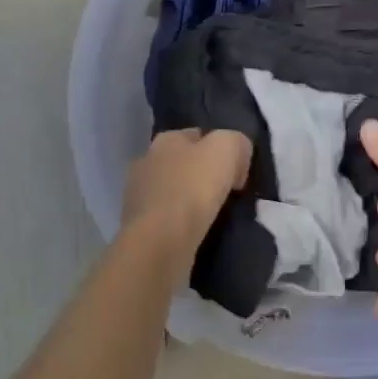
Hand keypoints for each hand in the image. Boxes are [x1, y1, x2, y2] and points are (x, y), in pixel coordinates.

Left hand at [122, 129, 250, 241]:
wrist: (160, 242)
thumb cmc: (193, 188)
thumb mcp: (227, 149)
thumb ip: (236, 142)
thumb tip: (238, 158)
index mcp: (166, 139)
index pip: (199, 135)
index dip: (222, 150)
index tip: (239, 172)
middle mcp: (146, 162)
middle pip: (185, 163)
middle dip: (205, 175)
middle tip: (230, 194)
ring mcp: (138, 196)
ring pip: (176, 192)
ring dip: (193, 201)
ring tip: (216, 216)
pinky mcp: (139, 227)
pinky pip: (169, 219)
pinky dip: (182, 223)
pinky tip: (198, 233)